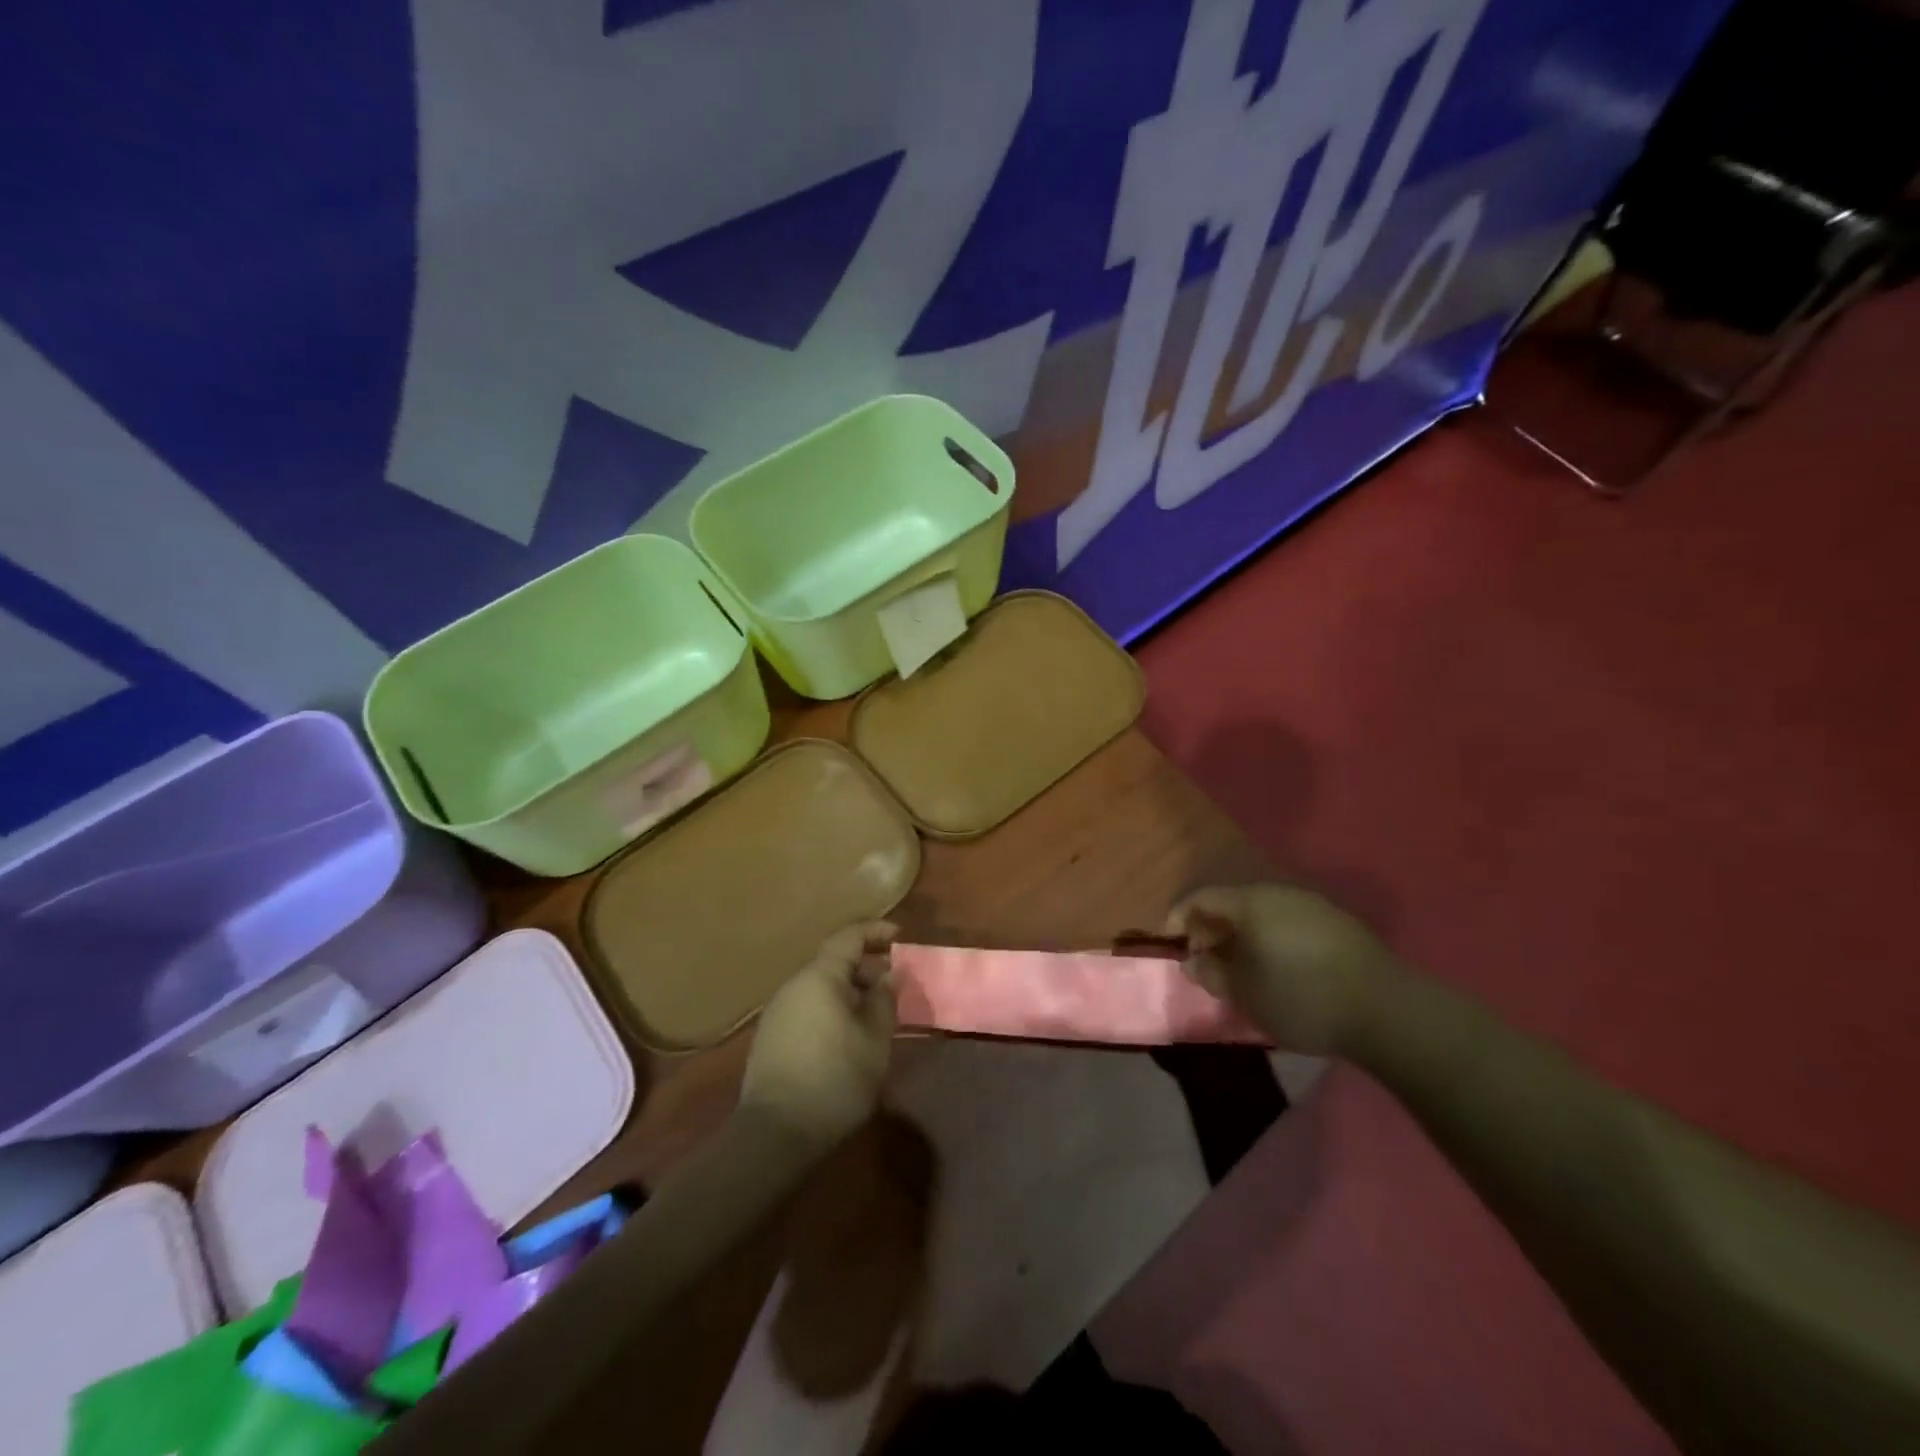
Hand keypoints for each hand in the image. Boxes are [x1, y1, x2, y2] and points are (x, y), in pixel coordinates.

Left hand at [741, 923, 898, 1149]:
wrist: (775, 1134)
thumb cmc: (835, 1079)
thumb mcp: (874, 1040)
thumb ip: (884, 1000)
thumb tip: (889, 974)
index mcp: (819, 977)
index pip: (849, 937)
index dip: (876, 932)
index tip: (901, 937)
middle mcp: (794, 986)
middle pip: (834, 962)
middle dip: (866, 966)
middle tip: (895, 982)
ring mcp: (778, 1012)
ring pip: (821, 986)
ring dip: (850, 990)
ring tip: (877, 1010)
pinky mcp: (771, 1037)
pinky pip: (809, 1006)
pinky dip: (833, 1007)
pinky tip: (849, 1033)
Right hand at [1166, 884, 1401, 1054]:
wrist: (1387, 1011)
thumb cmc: (1300, 997)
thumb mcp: (1244, 993)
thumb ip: (1211, 973)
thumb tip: (1192, 961)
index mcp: (1251, 902)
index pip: (1201, 898)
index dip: (1178, 918)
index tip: (1169, 944)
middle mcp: (1280, 893)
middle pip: (1233, 902)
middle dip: (1212, 929)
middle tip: (1205, 960)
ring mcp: (1313, 906)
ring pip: (1263, 913)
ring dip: (1244, 936)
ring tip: (1241, 968)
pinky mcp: (1339, 925)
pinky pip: (1289, 923)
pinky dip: (1272, 939)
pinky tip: (1279, 968)